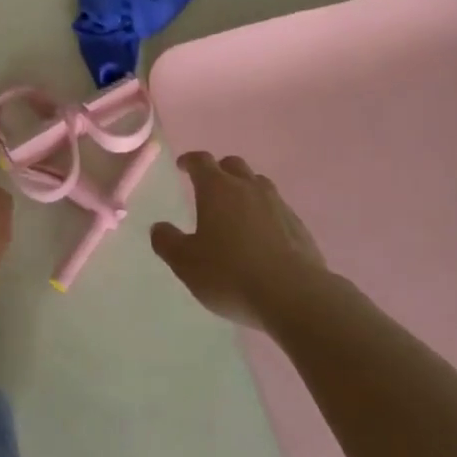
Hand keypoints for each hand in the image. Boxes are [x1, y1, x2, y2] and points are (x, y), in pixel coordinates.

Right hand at [152, 152, 327, 330]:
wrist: (293, 295)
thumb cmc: (230, 274)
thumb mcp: (187, 263)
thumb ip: (168, 242)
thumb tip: (158, 227)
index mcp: (217, 189)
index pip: (201, 161)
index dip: (189, 161)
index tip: (182, 166)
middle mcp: (248, 187)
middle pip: (232, 165)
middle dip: (219, 171)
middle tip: (209, 188)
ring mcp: (277, 204)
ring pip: (258, 183)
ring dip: (244, 189)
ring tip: (236, 210)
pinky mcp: (298, 225)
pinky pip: (277, 208)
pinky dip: (265, 213)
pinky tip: (262, 236)